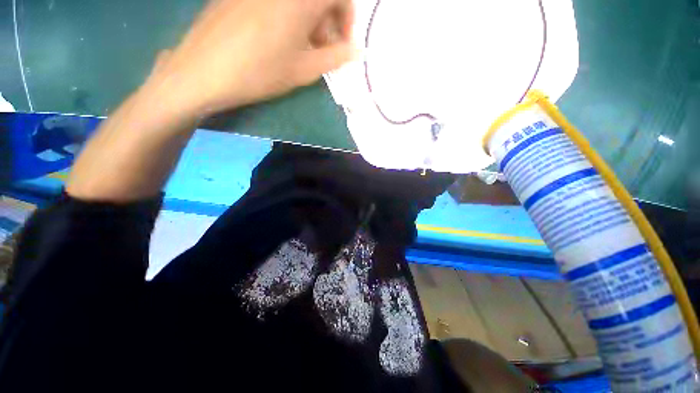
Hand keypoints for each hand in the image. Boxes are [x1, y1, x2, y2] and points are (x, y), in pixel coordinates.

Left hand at [146, 0, 354, 118]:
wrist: (205, 70)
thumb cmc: (261, 71)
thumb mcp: (304, 70)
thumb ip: (335, 58)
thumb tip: (357, 52)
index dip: (347, 17)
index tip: (342, 42)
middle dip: (329, 19)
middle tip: (324, 48)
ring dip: (310, 17)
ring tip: (304, 46)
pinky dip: (289, 12)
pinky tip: (282, 34)